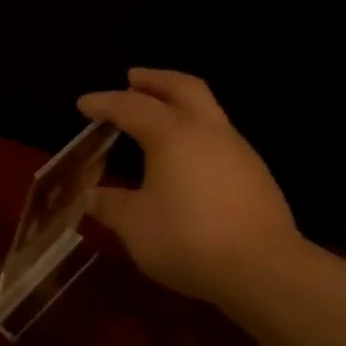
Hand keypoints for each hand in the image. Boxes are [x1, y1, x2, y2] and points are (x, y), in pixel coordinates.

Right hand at [78, 68, 302, 302]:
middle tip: (132, 77)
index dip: (104, 103)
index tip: (83, 103)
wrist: (262, 269)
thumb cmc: (187, 239)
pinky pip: (218, 137)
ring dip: (179, 104)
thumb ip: (110, 205)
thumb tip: (92, 196)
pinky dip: (195, 132)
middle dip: (155, 80)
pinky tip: (185, 158)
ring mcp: (238, 150)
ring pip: (207, 110)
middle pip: (183, 88)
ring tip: (157, 116)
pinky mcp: (255, 174)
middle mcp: (208, 131)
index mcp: (172, 135)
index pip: (131, 107)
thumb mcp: (134, 225)